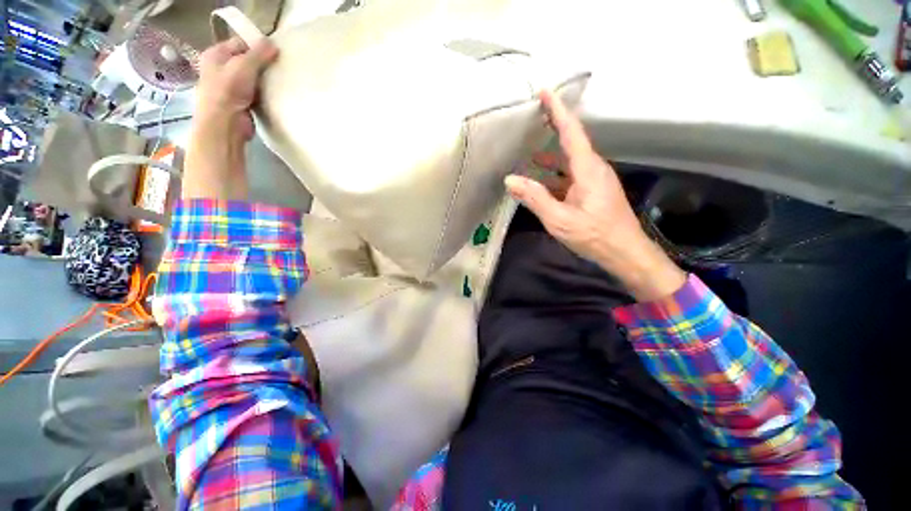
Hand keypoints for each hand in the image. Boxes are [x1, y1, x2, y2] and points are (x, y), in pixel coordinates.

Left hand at [194, 37, 278, 140]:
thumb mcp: (244, 66)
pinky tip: (273, 95)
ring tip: (278, 81)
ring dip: (264, 81)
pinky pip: (256, 93)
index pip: (239, 43)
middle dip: (262, 64)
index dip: (256, 46)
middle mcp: (220, 68)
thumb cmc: (228, 90)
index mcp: (215, 54)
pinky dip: (264, 94)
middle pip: (246, 61)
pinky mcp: (240, 102)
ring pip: (252, 78)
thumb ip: (259, 53)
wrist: (225, 123)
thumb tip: (273, 43)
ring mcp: (230, 86)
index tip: (274, 54)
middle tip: (278, 68)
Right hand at [504, 91, 685, 301]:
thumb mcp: (559, 219)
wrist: (624, 251)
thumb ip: (534, 198)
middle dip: (553, 127)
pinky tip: (540, 180)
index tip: (545, 91)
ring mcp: (593, 180)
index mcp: (587, 169)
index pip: (571, 132)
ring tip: (529, 150)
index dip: (557, 111)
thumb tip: (510, 179)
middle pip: (571, 141)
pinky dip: (554, 174)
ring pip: (569, 161)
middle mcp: (592, 168)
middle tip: (533, 117)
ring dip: (550, 155)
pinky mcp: (592, 191)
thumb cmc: (594, 235)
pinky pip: (570, 176)